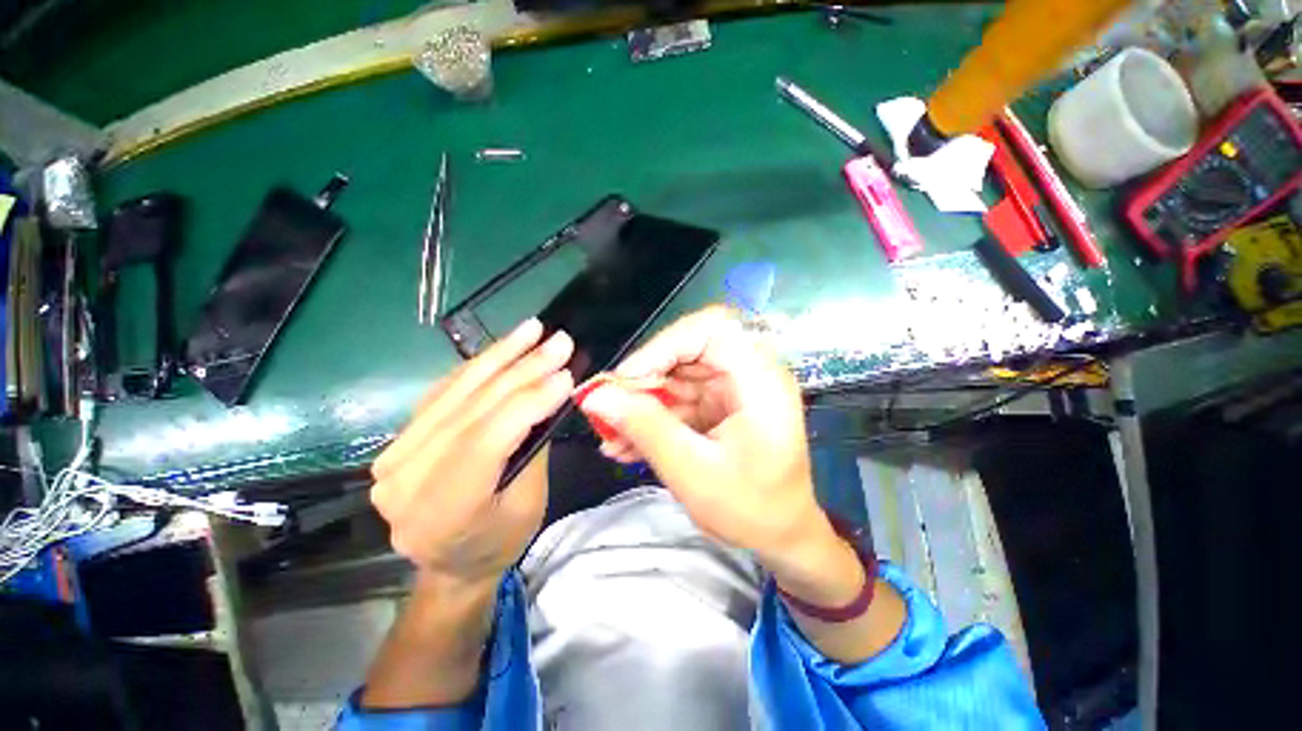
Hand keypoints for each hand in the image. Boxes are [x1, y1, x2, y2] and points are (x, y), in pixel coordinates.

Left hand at [370, 318, 573, 588]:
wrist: (451, 565)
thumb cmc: (500, 540)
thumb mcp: (530, 502)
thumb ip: (533, 444)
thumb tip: (551, 390)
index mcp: (443, 512)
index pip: (487, 440)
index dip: (528, 401)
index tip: (566, 373)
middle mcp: (405, 481)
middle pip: (470, 409)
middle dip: (521, 369)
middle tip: (558, 341)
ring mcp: (393, 457)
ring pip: (454, 392)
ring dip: (499, 356)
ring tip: (532, 330)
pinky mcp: (398, 441)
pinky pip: (442, 393)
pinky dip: (477, 367)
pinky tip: (503, 347)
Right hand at [576, 306, 826, 559]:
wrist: (781, 535)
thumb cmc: (751, 510)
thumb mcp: (693, 472)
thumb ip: (645, 429)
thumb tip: (595, 396)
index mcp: (760, 380)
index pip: (711, 328)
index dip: (664, 345)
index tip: (626, 379)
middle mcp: (749, 372)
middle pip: (687, 349)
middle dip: (644, 379)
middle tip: (609, 408)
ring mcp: (733, 386)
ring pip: (676, 374)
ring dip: (641, 402)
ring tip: (610, 435)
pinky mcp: (719, 402)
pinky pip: (678, 397)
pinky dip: (652, 416)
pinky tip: (626, 443)